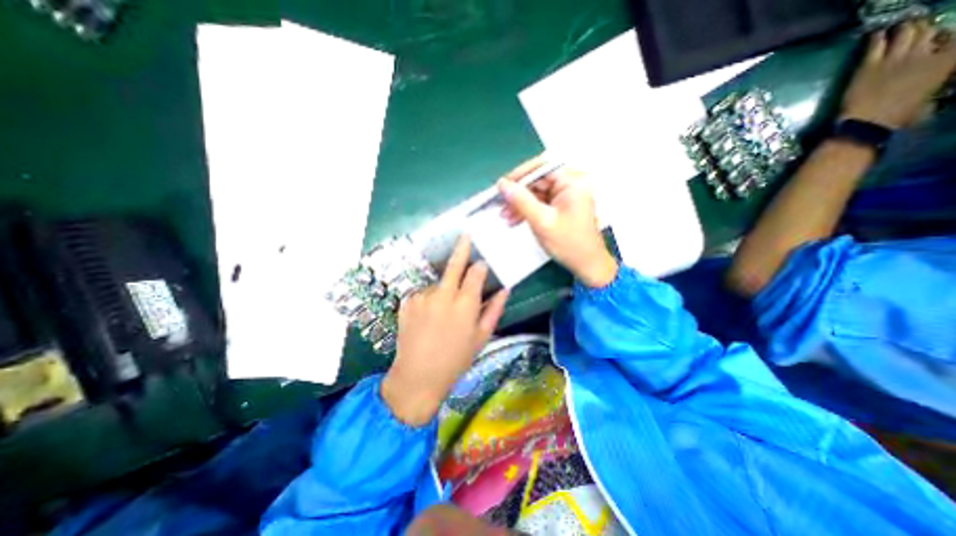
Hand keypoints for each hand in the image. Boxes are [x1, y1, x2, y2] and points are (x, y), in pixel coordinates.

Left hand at [379, 237, 506, 424]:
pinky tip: (427, 317)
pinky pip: (422, 293)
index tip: (481, 263)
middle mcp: (444, 295)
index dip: (479, 266)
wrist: (418, 375)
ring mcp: (423, 297)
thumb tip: (505, 289)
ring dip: (443, 289)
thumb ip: (494, 309)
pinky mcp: (407, 301)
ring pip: (438, 283)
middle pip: (454, 265)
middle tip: (466, 235)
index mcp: (465, 304)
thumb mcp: (481, 337)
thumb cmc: (456, 359)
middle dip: (462, 248)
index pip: (475, 273)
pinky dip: (428, 299)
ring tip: (441, 313)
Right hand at [497, 155, 616, 289]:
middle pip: (537, 180)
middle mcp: (571, 183)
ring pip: (536, 192)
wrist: (586, 265)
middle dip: (517, 194)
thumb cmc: (569, 243)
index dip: (519, 175)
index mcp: (573, 181)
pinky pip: (539, 202)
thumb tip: (502, 184)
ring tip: (504, 216)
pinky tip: (514, 219)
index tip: (502, 186)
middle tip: (500, 204)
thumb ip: (521, 201)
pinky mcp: (561, 205)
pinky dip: (527, 210)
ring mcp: (566, 195)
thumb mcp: (542, 221)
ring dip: (519, 204)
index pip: (542, 167)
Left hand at [843, 21, 954, 128]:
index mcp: (946, 63)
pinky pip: (875, 45)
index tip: (939, 42)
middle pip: (929, 31)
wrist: (865, 124)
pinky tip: (875, 35)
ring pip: (906, 31)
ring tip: (899, 30)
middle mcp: (923, 54)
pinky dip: (876, 37)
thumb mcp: (929, 100)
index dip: (947, 39)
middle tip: (915, 34)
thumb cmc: (898, 118)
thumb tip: (932, 86)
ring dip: (904, 29)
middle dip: (924, 31)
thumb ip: (934, 86)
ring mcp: (894, 59)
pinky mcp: (868, 66)